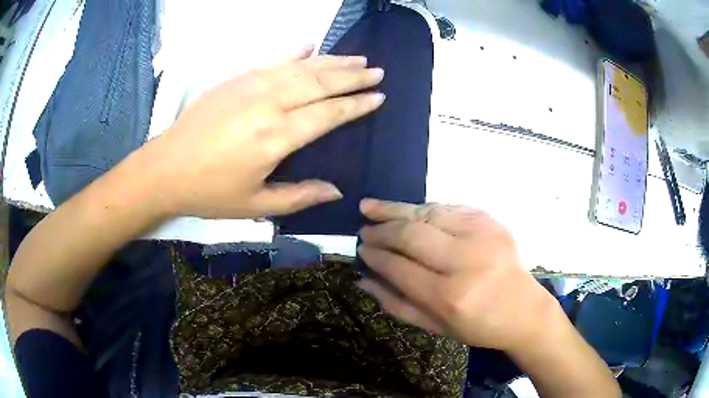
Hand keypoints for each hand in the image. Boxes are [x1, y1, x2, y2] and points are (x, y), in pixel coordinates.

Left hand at [149, 48, 384, 218]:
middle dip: (352, 76)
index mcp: (277, 136)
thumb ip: (299, 197)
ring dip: (332, 60)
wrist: (166, 168)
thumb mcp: (256, 204)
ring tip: (357, 58)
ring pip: (301, 67)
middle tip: (376, 71)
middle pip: (320, 83)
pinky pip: (272, 60)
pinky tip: (309, 44)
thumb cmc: (210, 192)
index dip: (356, 104)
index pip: (329, 113)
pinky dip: (294, 51)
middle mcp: (270, 103)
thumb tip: (336, 191)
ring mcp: (251, 85)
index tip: (378, 96)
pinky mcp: (236, 79)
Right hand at [357, 199, 560, 352]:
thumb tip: (362, 279)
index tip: (361, 250)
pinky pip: (447, 208)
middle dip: (381, 231)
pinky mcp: (490, 220)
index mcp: (450, 296)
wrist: (525, 310)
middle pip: (411, 235)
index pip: (400, 268)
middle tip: (364, 230)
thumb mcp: (434, 327)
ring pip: (427, 212)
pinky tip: (407, 211)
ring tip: (371, 207)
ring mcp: (481, 235)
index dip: (375, 257)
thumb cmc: (479, 326)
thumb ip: (396, 304)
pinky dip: (423, 209)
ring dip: (395, 209)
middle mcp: (466, 260)